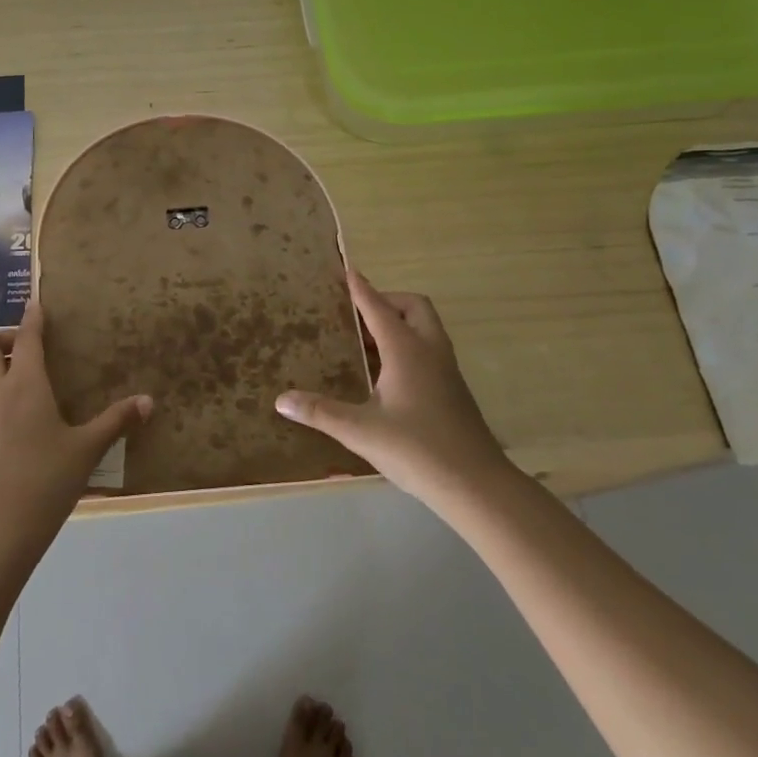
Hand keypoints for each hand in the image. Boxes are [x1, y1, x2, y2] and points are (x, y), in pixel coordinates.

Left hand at [0, 301, 152, 551]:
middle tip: (28, 347)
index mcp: (25, 385)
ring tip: (15, 370)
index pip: (25, 338)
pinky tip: (8, 406)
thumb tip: (149, 401)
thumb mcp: (87, 449)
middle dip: (4, 336)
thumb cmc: (46, 479)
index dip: (32, 318)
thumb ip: (116, 421)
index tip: (37, 305)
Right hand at [276, 270, 509, 504]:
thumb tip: (281, 400)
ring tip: (365, 341)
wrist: (476, 485)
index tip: (346, 270)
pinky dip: (407, 346)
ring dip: (398, 324)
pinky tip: (385, 375)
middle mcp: (430, 352)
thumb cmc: (417, 449)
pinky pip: (428, 350)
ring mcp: (446, 371)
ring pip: (425, 329)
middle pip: (414, 307)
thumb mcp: (360, 431)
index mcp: (407, 351)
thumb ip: (320, 412)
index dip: (360, 288)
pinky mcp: (452, 390)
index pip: (379, 308)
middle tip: (357, 313)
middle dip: (387, 301)